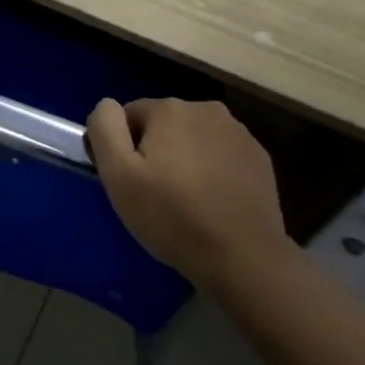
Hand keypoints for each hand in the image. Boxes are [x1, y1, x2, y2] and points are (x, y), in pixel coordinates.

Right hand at [86, 98, 287, 284]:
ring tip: (186, 201)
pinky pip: (220, 155)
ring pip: (192, 139)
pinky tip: (213, 202)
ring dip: (184, 159)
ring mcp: (238, 132)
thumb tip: (107, 106)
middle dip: (155, 152)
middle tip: (155, 195)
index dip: (122, 149)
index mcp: (169, 108)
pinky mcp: (259, 157)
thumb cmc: (172, 216)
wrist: (244, 258)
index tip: (130, 182)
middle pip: (162, 125)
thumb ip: (104, 128)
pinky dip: (212, 170)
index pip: (128, 116)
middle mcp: (206, 109)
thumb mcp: (118, 175)